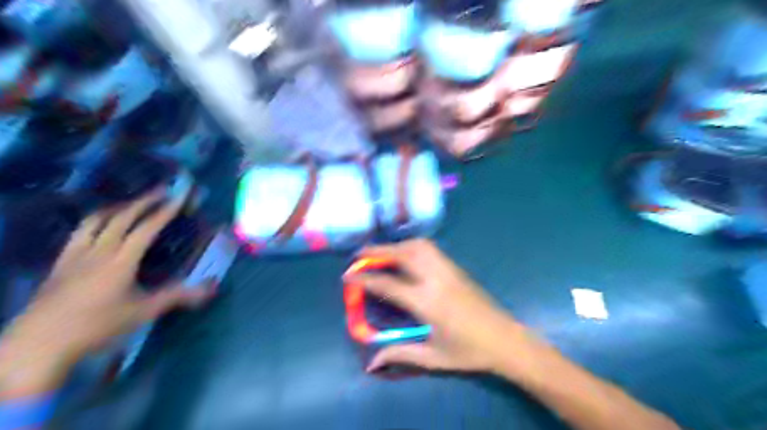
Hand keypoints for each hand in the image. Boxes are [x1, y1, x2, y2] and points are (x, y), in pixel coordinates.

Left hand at [0, 190, 215, 397]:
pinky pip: (80, 232)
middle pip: (122, 217)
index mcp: (121, 260)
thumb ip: (177, 296)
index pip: (147, 228)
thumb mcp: (143, 312)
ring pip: (97, 220)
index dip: (166, 210)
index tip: (180, 196)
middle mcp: (99, 250)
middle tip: (162, 190)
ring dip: (119, 207)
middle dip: (145, 201)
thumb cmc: (97, 326)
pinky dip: (96, 221)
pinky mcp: (61, 262)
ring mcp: (76, 254)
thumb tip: (211, 288)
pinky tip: (100, 225)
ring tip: (133, 202)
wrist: (39, 344)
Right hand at [350, 240, 530, 374]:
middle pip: (403, 254)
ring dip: (396, 245)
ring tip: (381, 253)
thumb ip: (400, 354)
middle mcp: (436, 279)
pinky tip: (406, 255)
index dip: (365, 278)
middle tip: (360, 255)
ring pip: (418, 246)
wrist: (506, 340)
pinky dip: (411, 246)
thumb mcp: (432, 358)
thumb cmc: (469, 352)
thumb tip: (371, 362)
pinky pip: (430, 249)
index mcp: (427, 302)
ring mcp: (448, 270)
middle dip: (378, 251)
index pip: (388, 284)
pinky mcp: (456, 268)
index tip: (347, 276)